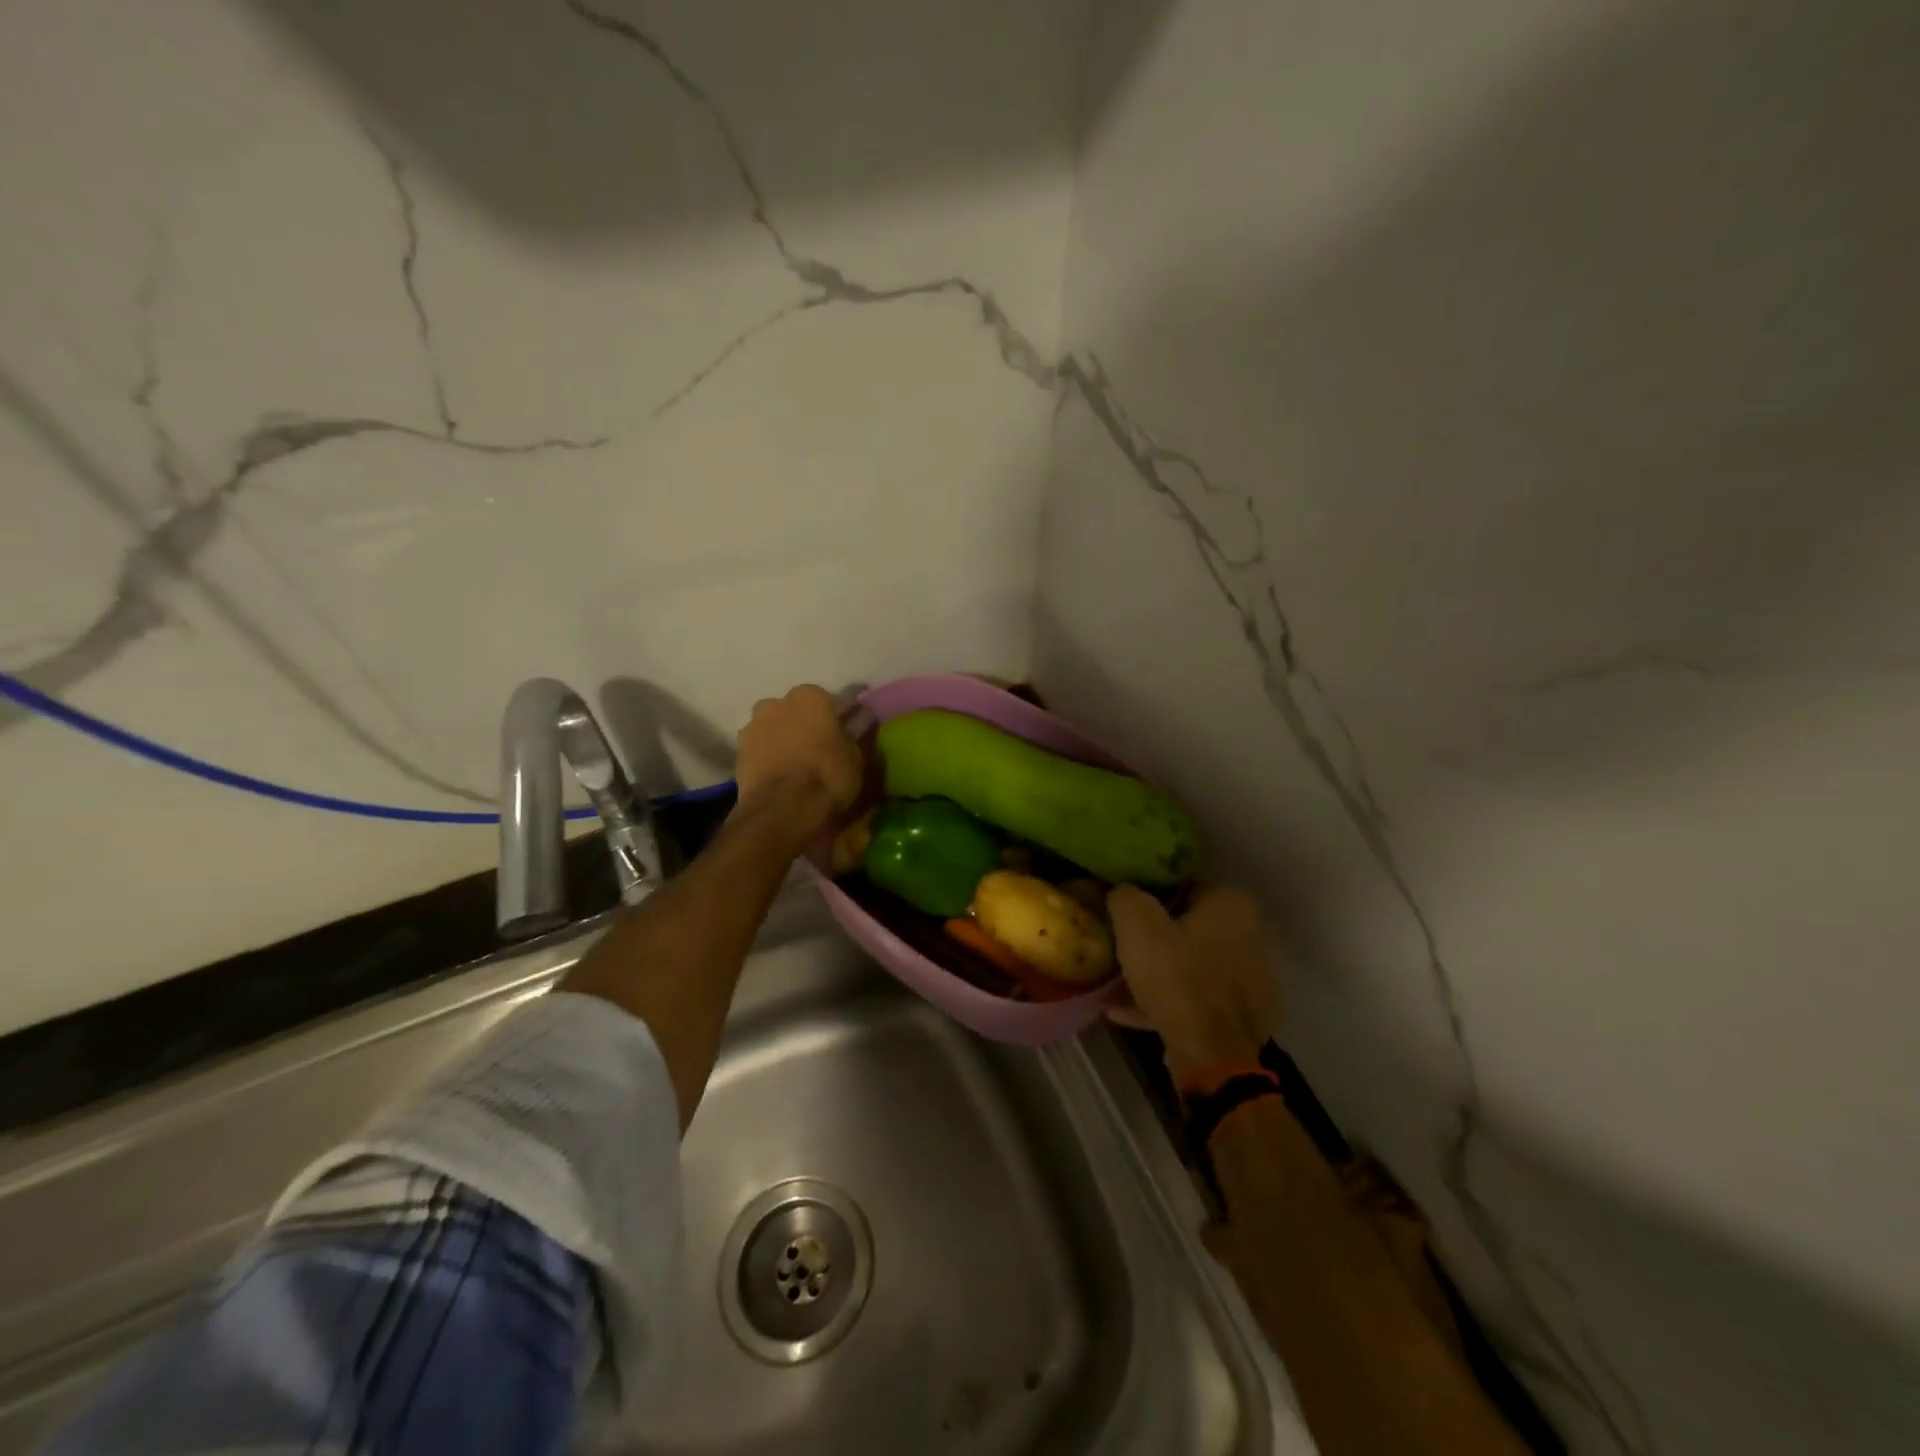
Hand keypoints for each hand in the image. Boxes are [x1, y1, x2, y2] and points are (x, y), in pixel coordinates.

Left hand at [734, 685, 863, 845]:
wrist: (782, 809)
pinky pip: (760, 749)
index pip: (830, 701)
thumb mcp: (856, 757)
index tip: (844, 734)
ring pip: (774, 728)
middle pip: (796, 711)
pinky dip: (768, 757)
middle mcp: (778, 702)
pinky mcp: (737, 751)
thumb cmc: (827, 776)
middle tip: (818, 750)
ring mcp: (753, 725)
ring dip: (783, 739)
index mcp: (811, 696)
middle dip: (805, 725)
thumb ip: (853, 736)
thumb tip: (856, 725)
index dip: (838, 719)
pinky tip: (779, 775)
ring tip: (795, 765)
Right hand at [1107, 884, 1275, 1077]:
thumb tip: (1122, 892)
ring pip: (1194, 966)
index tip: (1124, 915)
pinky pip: (1199, 998)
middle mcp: (1253, 934)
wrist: (1211, 1054)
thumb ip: (1126, 896)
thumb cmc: (1177, 977)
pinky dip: (1169, 1001)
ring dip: (1160, 973)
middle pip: (1190, 928)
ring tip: (1118, 985)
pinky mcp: (1246, 1015)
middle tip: (1122, 949)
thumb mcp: (1136, 925)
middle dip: (1156, 939)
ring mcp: (1254, 978)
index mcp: (1234, 903)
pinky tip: (1128, 1011)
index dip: (1149, 899)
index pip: (1183, 887)